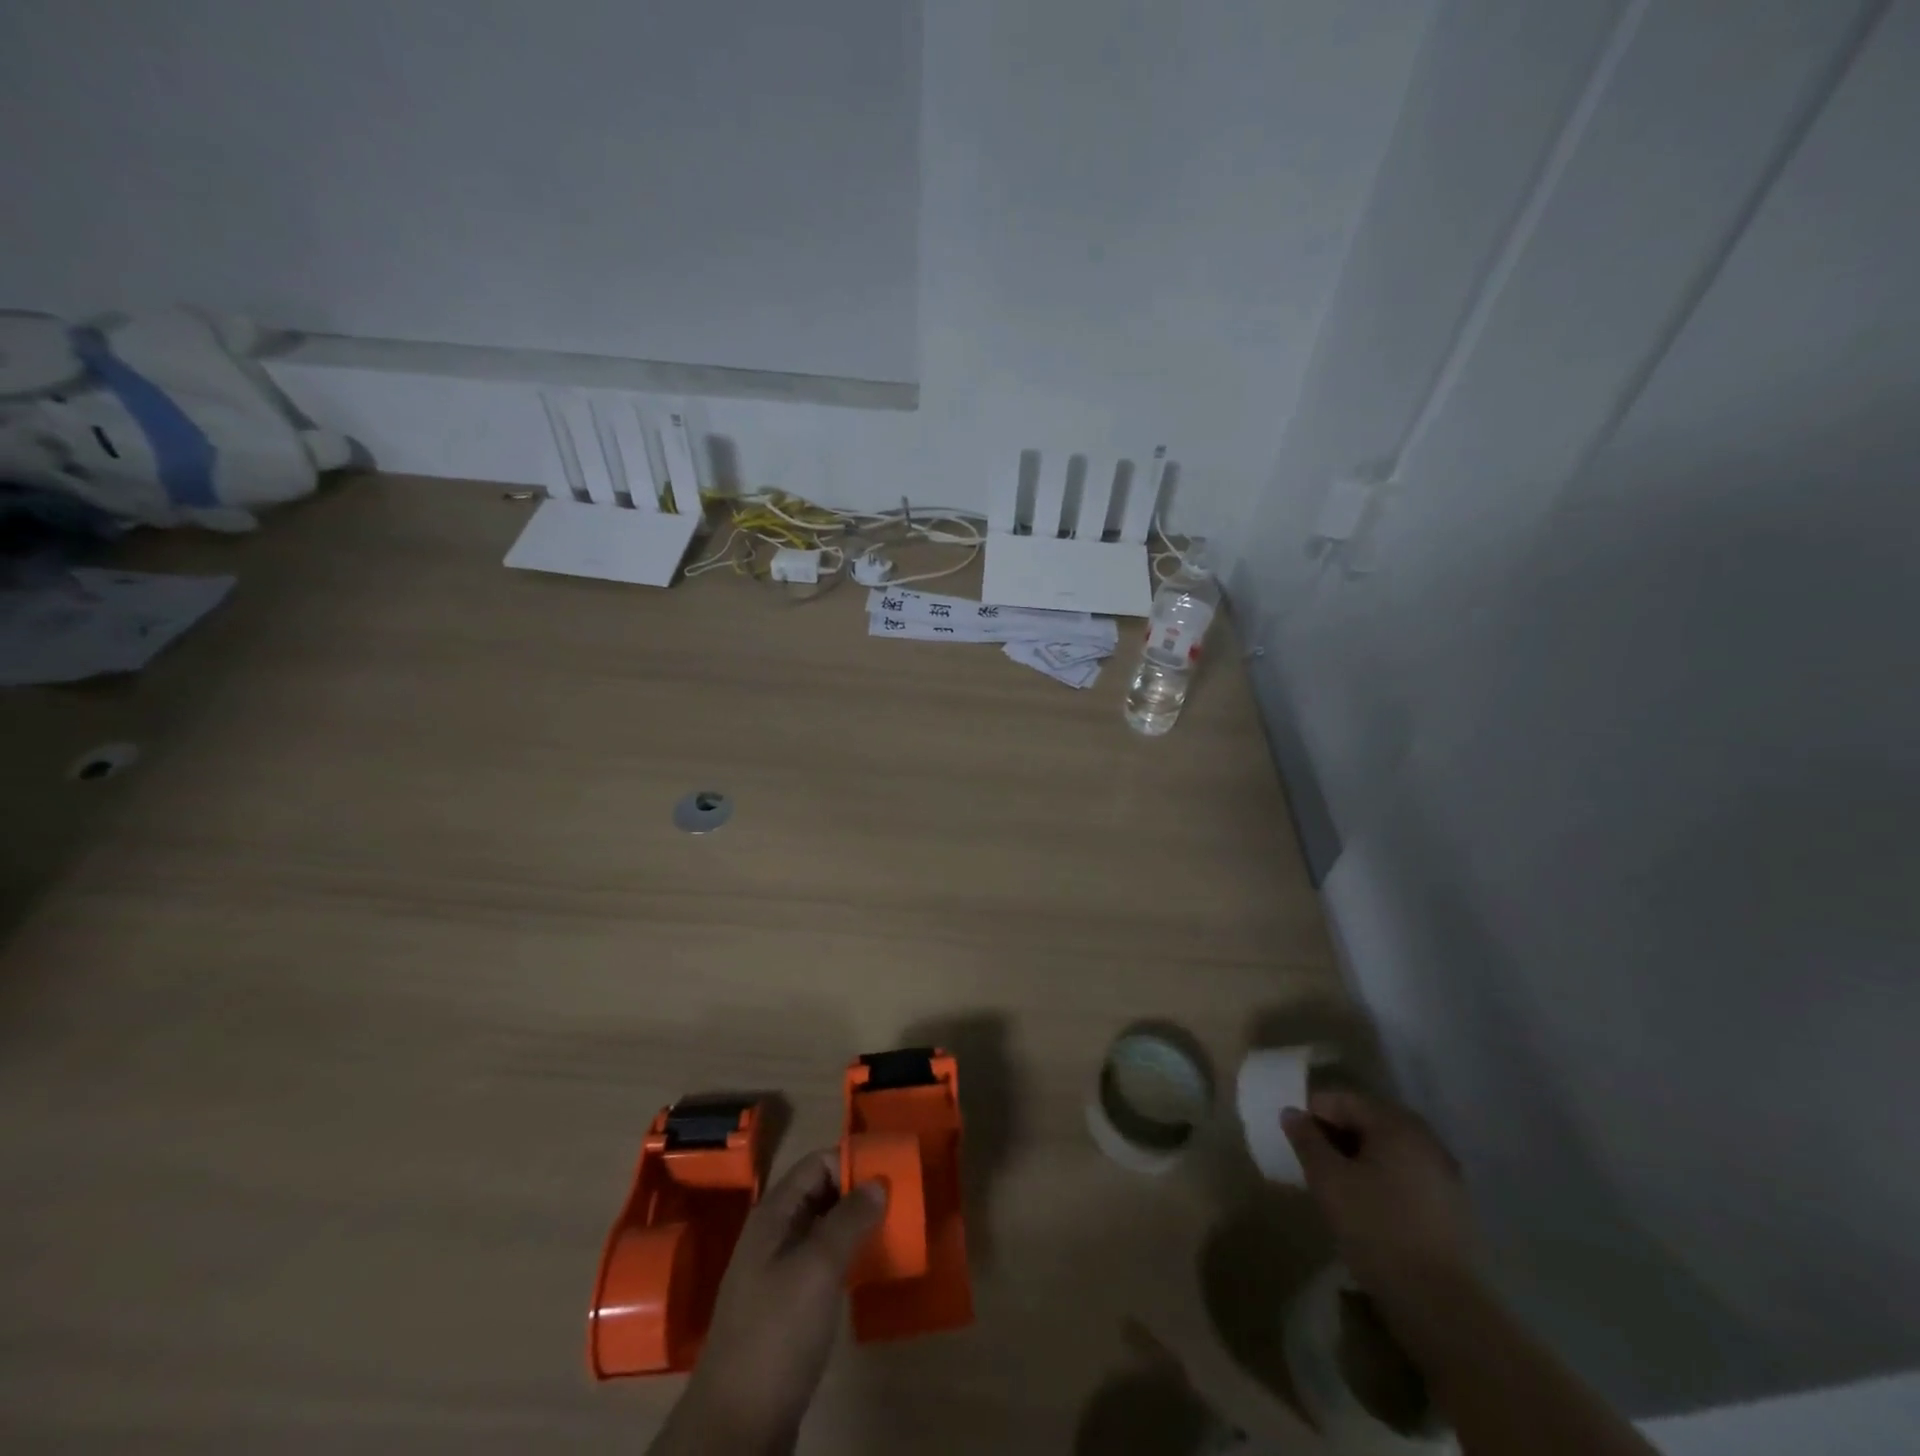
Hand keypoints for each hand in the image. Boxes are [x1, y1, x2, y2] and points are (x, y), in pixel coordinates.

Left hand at [650, 1150, 886, 1455]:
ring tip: (895, 1231)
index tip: (891, 1173)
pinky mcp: (787, 1309)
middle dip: (858, 1193)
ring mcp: (778, 1273)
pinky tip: (871, 1271)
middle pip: (820, 1195)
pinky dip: (848, 1259)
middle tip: (902, 1201)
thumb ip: (849, 1219)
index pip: (816, 1165)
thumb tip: (877, 1181)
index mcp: (773, 1215)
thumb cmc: (777, 1332)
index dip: (852, 1162)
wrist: (737, 1426)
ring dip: (856, 1227)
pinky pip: (822, 1266)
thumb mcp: (818, 1268)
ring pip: (823, 1232)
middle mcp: (774, 1236)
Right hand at [1281, 1089, 1475, 1312]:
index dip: (1313, 1112)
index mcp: (1397, 1125)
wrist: (1438, 1304)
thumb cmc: (1375, 1228)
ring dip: (1358, 1156)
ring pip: (1388, 1149)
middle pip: (1369, 1121)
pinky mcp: (1451, 1207)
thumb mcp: (1328, 1180)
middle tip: (1312, 1158)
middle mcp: (1426, 1140)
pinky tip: (1366, 1204)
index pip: (1344, 1099)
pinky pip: (1406, 1175)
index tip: (1294, 1137)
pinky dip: (1381, 1178)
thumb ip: (1306, 1140)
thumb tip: (1292, 1113)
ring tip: (1335, 1182)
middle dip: (1336, 1133)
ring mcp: (1444, 1174)